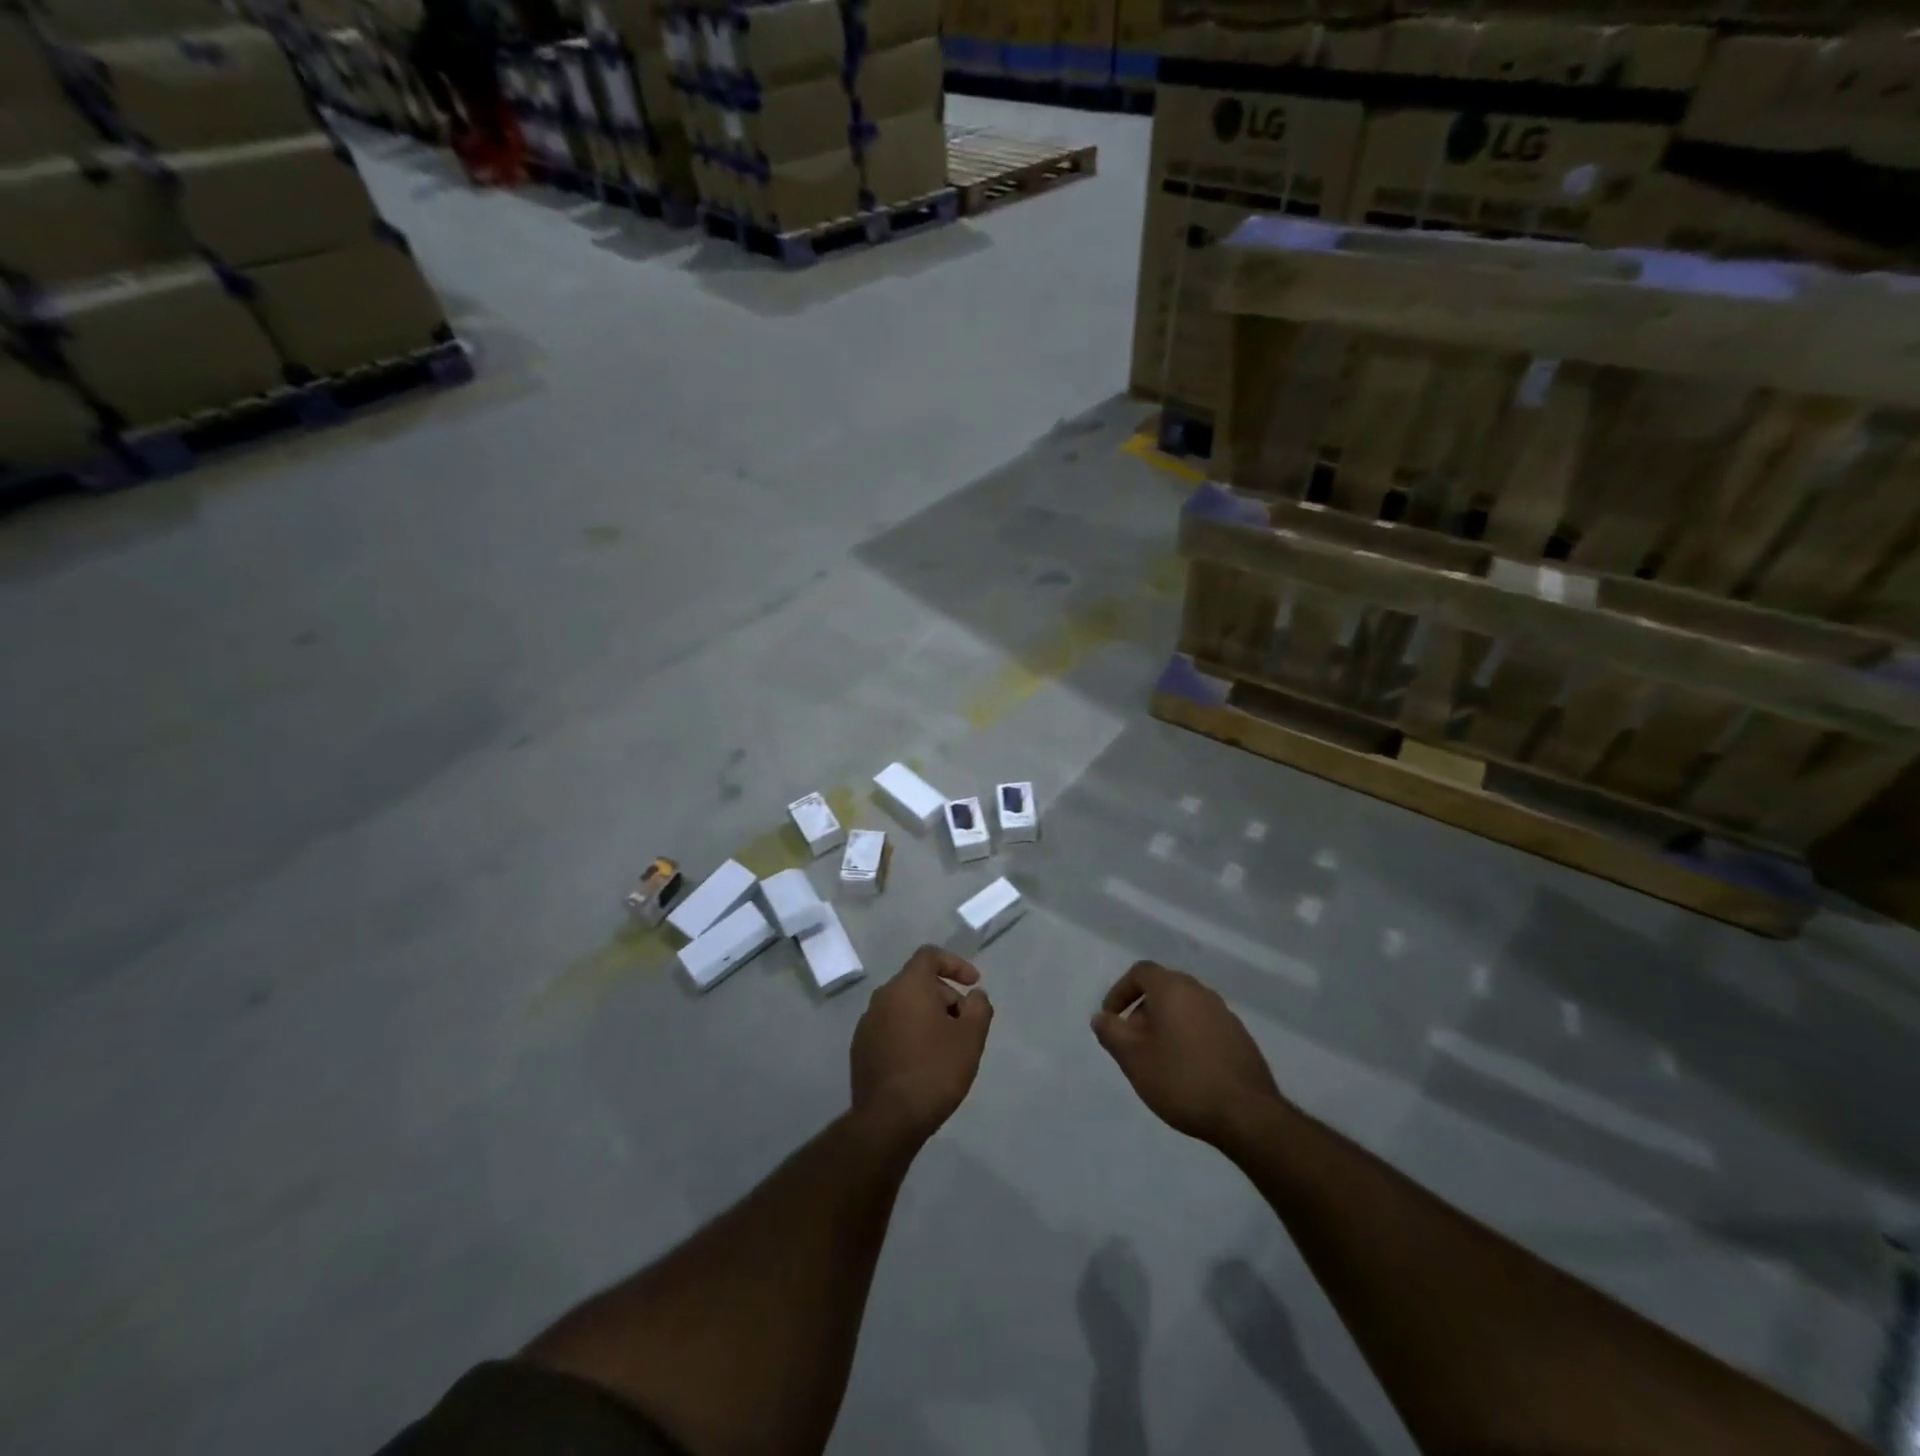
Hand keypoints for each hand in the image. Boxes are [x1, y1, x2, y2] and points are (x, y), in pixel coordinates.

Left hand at [850, 946, 992, 1147]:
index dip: (955, 964)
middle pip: (917, 982)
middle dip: (945, 996)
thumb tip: (975, 996)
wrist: (887, 1120)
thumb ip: (979, 1007)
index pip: (929, 956)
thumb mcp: (970, 1038)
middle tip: (964, 1024)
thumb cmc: (934, 1070)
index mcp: (907, 986)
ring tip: (946, 1046)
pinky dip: (909, 1034)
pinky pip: (890, 1028)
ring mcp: (867, 1024)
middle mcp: (882, 997)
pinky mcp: (860, 1049)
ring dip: (927, 1017)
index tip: (973, 984)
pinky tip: (922, 1062)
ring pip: (903, 1006)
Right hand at [1091, 961, 1283, 1147]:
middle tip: (1132, 1043)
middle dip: (1142, 1011)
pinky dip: (1188, 1038)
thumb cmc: (1181, 1079)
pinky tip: (1186, 1071)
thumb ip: (1112, 1033)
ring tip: (1157, 1060)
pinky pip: (1204, 1027)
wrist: (1247, 1114)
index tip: (1111, 1018)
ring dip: (1166, 1025)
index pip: (1141, 972)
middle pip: (1164, 989)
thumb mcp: (1134, 1059)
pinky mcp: (1240, 1038)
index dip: (1120, 991)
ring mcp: (1225, 1015)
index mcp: (1174, 989)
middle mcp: (1201, 993)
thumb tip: (1101, 1017)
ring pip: (1185, 1009)